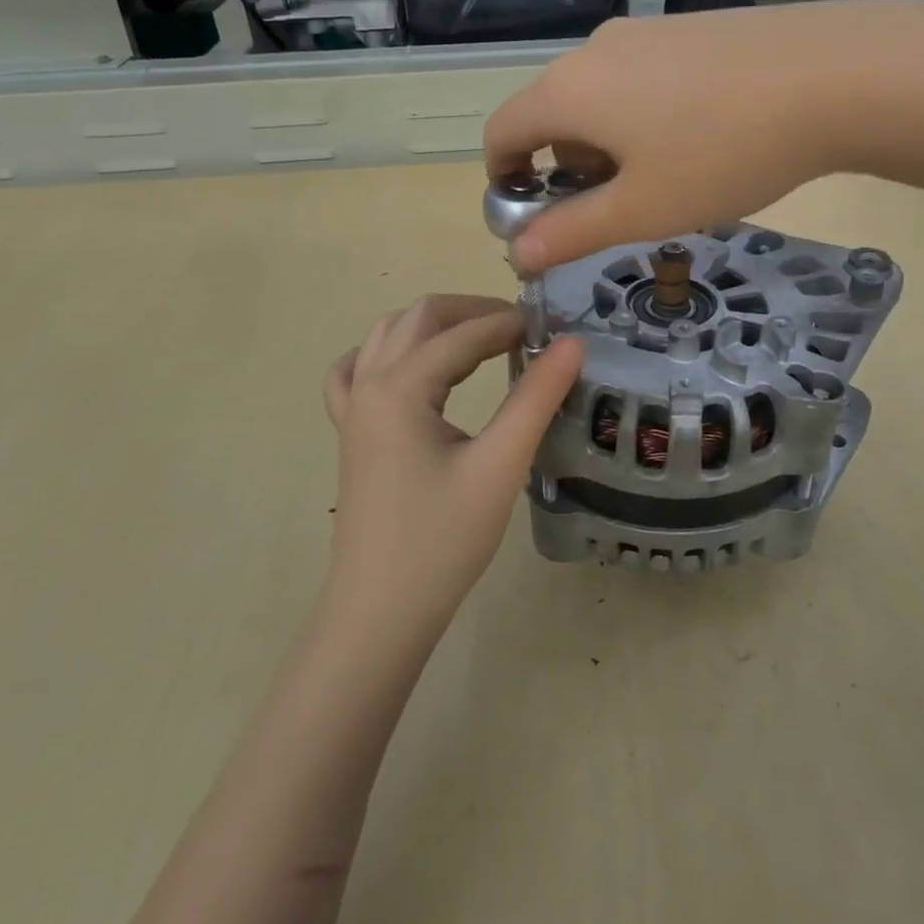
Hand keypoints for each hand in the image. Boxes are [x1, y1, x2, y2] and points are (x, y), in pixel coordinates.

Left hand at [321, 295, 583, 636]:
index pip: (464, 334)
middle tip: (522, 330)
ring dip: (434, 326)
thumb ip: (536, 398)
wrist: (380, 611)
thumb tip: (573, 343)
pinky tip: (407, 368)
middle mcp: (369, 384)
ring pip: (387, 335)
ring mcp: (352, 408)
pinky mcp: (350, 433)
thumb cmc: (443, 540)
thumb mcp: (500, 466)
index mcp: (400, 387)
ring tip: (481, 341)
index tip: (554, 329)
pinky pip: (354, 372)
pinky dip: (384, 354)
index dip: (511, 324)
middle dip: (472, 312)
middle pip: (420, 317)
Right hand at [483, 2, 923, 272]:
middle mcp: (593, 50)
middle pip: (550, 115)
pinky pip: (638, 78)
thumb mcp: (642, 209)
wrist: (833, 75)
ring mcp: (643, 32)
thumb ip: (572, 232)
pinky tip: (697, 139)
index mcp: (568, 90)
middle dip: (563, 169)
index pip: (501, 132)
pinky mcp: (686, 29)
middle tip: (615, 209)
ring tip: (663, 179)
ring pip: (597, 98)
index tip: (533, 218)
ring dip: (605, 145)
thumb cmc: (722, 152)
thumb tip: (518, 254)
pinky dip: (640, 117)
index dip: (503, 180)